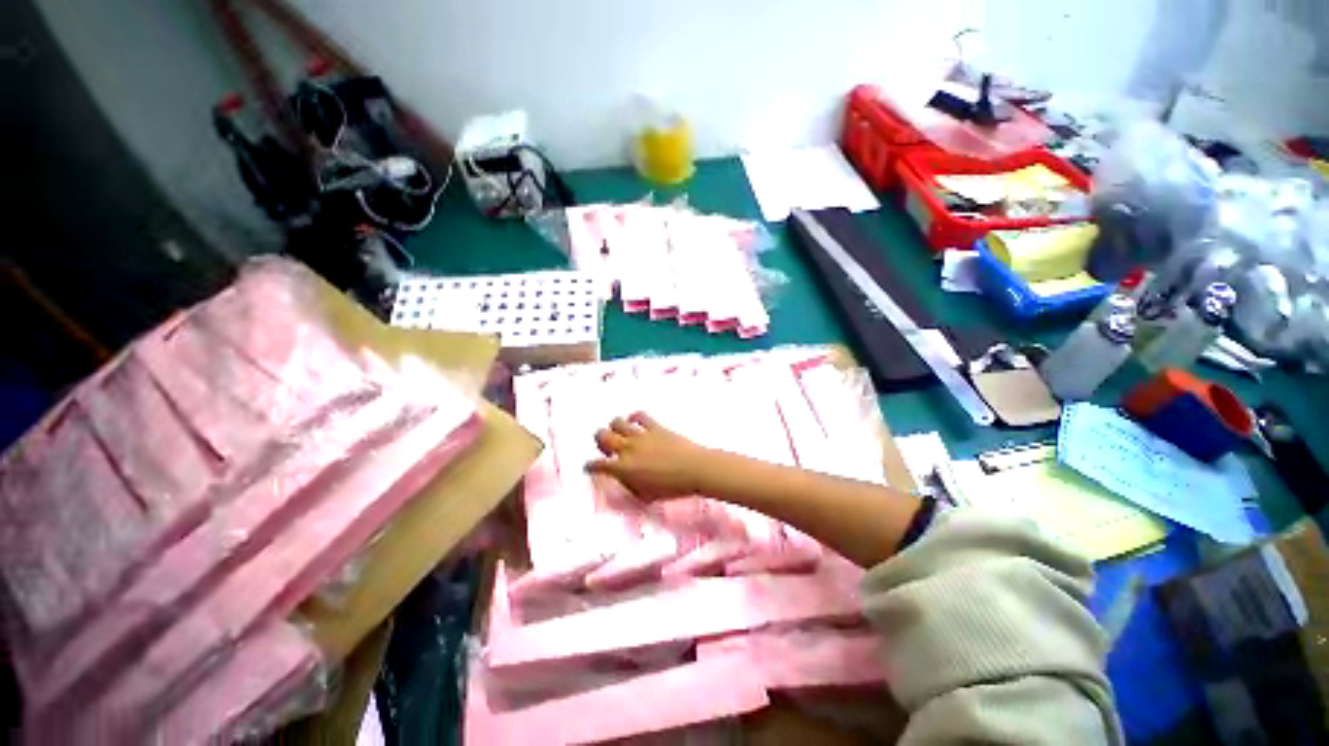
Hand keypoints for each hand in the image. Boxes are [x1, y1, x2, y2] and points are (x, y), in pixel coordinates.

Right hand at [587, 412, 713, 501]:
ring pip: (617, 422)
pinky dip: (634, 417)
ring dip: (614, 426)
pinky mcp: (654, 426)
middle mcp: (627, 449)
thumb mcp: (645, 494)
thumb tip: (623, 477)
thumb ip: (629, 485)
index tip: (590, 466)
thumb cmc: (671, 487)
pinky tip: (634, 421)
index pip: (598, 465)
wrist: (694, 469)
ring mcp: (641, 435)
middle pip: (603, 436)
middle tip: (606, 446)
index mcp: (623, 469)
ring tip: (619, 432)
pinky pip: (639, 416)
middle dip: (600, 440)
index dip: (590, 466)